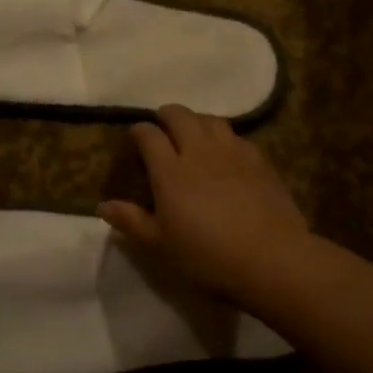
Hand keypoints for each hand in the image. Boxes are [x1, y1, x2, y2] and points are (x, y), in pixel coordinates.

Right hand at [98, 105, 309, 304]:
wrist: (270, 257)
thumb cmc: (207, 255)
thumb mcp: (161, 245)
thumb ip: (131, 221)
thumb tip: (102, 206)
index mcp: (170, 171)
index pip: (148, 135)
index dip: (139, 131)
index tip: (135, 138)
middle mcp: (199, 151)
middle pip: (180, 115)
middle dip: (166, 116)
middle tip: (162, 129)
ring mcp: (232, 152)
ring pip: (210, 119)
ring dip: (196, 121)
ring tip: (193, 135)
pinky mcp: (259, 160)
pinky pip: (236, 136)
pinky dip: (224, 137)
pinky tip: (226, 153)